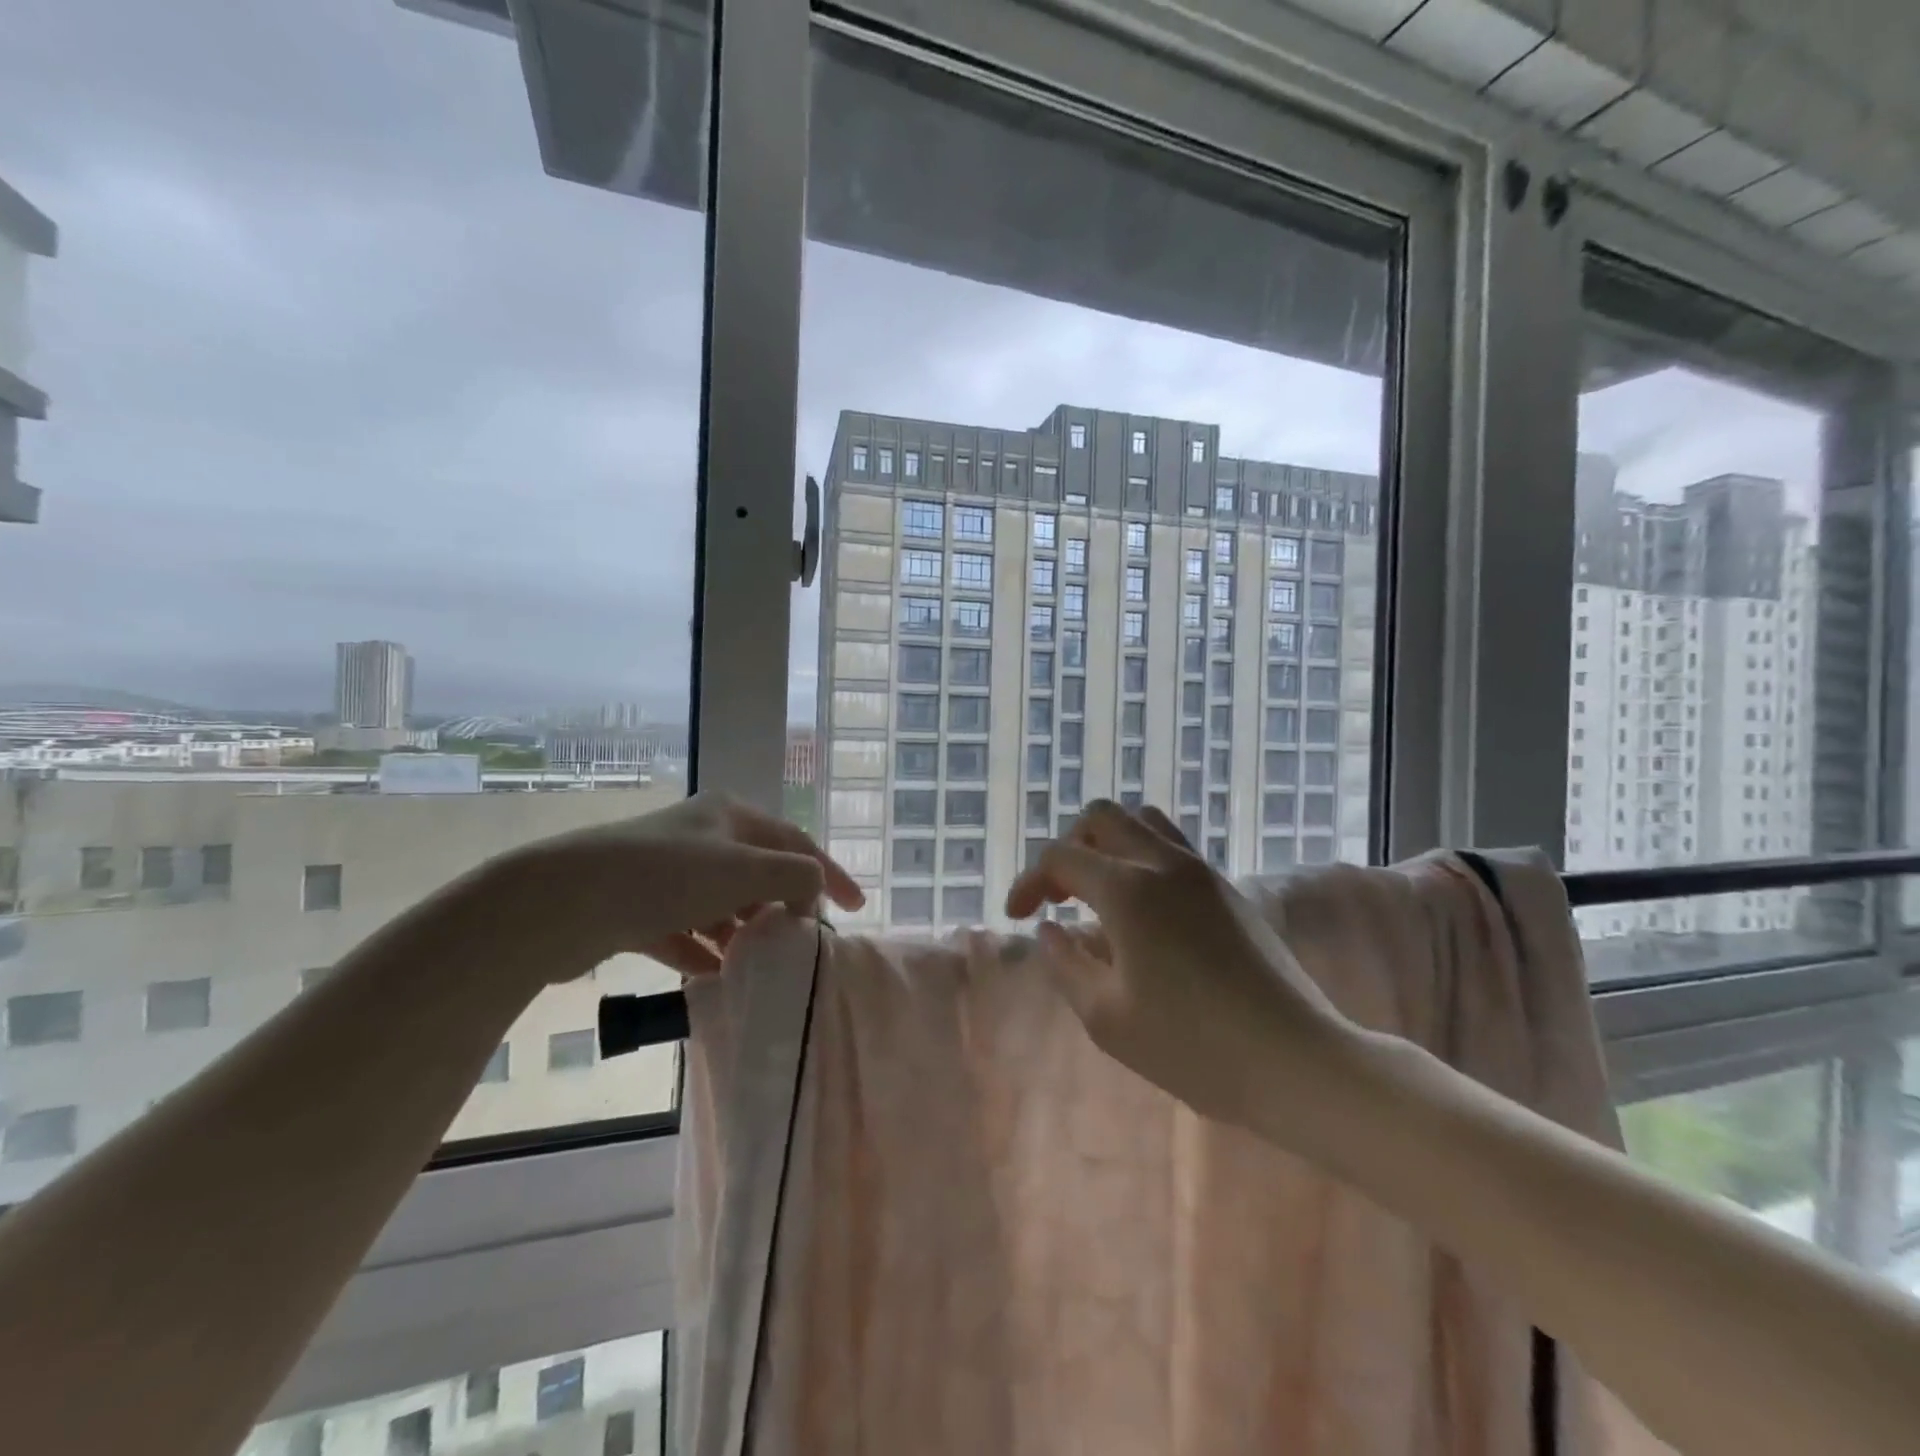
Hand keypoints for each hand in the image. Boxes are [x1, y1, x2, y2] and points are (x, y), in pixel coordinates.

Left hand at [482, 792, 864, 981]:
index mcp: (730, 816)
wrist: (564, 899)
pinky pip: (682, 930)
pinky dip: (700, 949)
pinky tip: (712, 975)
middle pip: (757, 872)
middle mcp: (700, 837)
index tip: (857, 906)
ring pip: (719, 903)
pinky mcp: (635, 906)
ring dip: (741, 931)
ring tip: (759, 962)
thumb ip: (794, 877)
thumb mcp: (745, 869)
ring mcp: (665, 872)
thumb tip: (812, 893)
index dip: (829, 872)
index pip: (795, 842)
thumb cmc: (667, 875)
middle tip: (801, 939)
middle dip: (781, 905)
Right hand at [1005, 800, 1358, 1134]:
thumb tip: (1049, 929)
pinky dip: (1142, 856)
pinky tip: (1142, 908)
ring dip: (1109, 843)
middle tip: (1058, 895)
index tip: (1017, 918)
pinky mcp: (1228, 887)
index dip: (1028, 881)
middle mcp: (1163, 863)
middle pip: (1101, 817)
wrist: (1294, 1059)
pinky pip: (1173, 845)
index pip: (1060, 858)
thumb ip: (1066, 964)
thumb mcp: (1106, 1018)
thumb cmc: (1192, 1047)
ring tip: (1099, 889)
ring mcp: (1202, 870)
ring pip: (1143, 820)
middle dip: (1068, 847)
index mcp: (1127, 890)